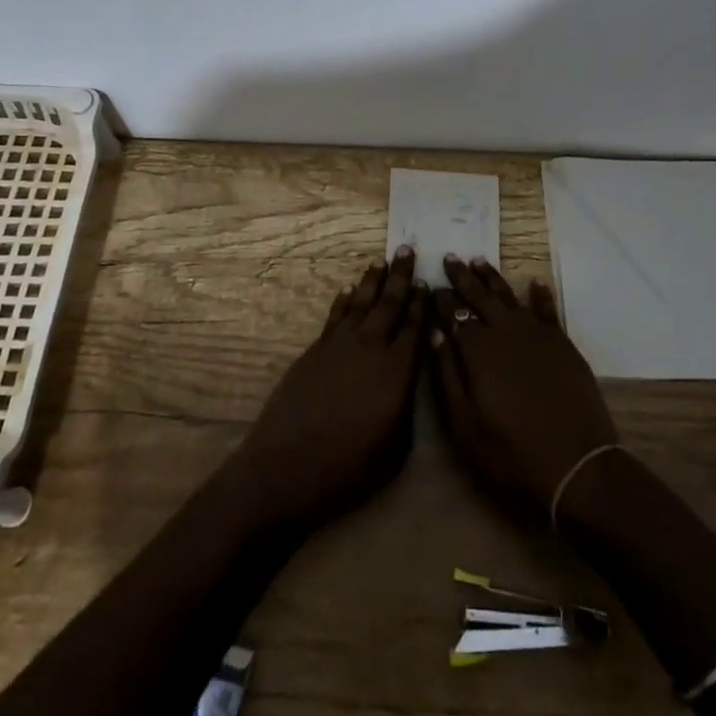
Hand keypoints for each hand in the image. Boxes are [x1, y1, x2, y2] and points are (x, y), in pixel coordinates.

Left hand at [228, 248, 426, 531]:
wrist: (288, 466)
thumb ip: (408, 404)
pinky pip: (335, 316)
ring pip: (361, 303)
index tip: (427, 280)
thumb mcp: (396, 446)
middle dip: (400, 276)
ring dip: (372, 280)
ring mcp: (339, 345)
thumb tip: (409, 377)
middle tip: (407, 249)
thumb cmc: (350, 466)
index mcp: (397, 370)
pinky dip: (343, 300)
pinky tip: (348, 289)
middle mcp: (370, 347)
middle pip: (389, 303)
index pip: (415, 326)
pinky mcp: (315, 350)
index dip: (421, 303)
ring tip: (380, 260)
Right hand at [431, 257, 618, 518]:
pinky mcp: (562, 343)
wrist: (575, 465)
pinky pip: (547, 309)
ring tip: (479, 260)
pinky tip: (536, 282)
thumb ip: (447, 375)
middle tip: (450, 258)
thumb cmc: (511, 452)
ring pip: (509, 296)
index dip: (441, 299)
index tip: (431, 285)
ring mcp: (537, 334)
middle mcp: (505, 331)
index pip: (453, 314)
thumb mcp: (465, 424)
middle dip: (463, 277)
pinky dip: (540, 294)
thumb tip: (435, 334)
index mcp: (477, 349)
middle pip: (479, 296)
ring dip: (492, 277)